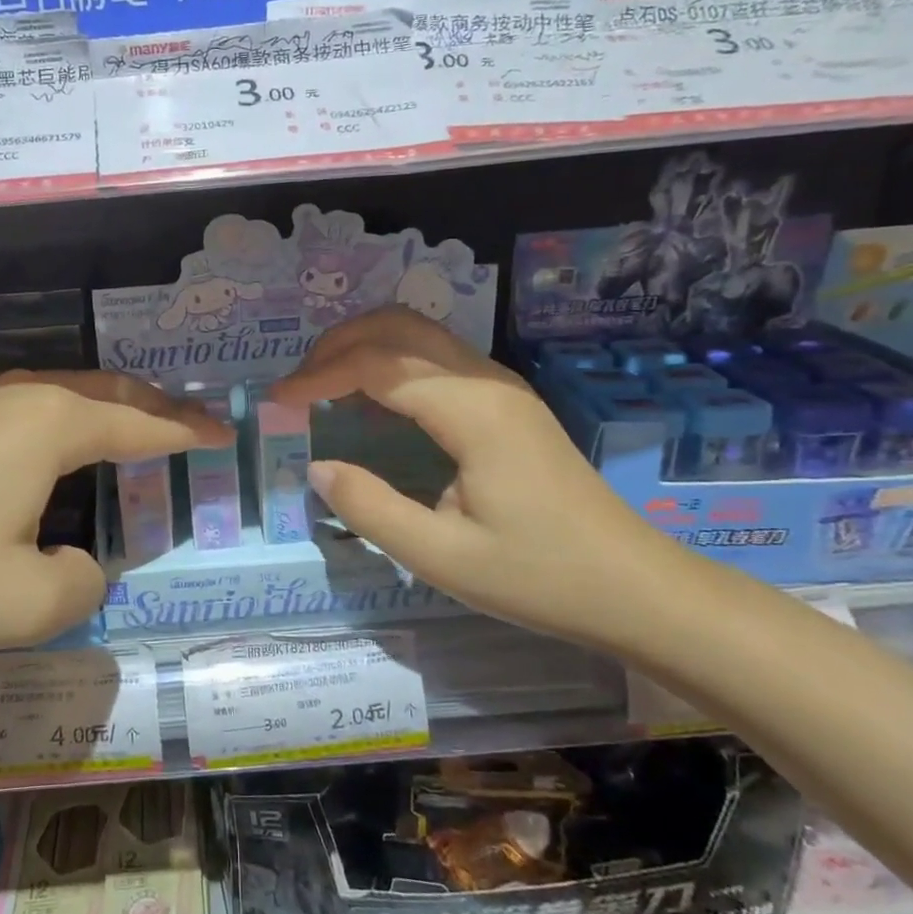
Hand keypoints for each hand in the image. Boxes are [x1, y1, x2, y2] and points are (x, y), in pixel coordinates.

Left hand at [0, 373, 228, 650]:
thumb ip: (84, 583)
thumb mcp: (26, 603)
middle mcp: (24, 395)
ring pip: (68, 390)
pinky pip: (32, 403)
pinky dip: (70, 415)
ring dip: (112, 405)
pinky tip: (61, 441)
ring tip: (139, 426)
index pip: (142, 424)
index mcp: (54, 424)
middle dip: (158, 406)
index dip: (190, 432)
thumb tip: (82, 560)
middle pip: (110, 391)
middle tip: (194, 424)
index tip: (227, 434)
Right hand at [271, 307, 681, 649]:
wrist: (635, 587)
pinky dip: (391, 362)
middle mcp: (487, 381)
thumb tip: (318, 467)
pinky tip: (372, 401)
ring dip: (365, 346)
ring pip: (420, 334)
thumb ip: (370, 509)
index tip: (277, 401)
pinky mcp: (507, 402)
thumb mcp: (442, 558)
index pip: (377, 365)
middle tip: (297, 384)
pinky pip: (437, 358)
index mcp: (472, 411)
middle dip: (338, 343)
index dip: (319, 375)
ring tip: (323, 387)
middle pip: (399, 326)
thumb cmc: (540, 576)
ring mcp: (502, 387)